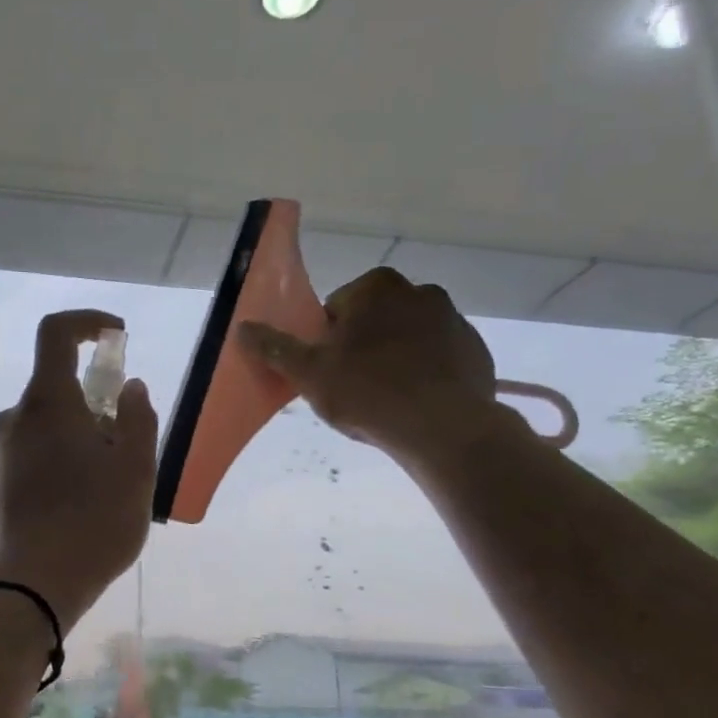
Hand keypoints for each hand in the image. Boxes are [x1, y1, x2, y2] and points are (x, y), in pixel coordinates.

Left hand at [0, 310, 156, 630]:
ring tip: (109, 485)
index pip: (56, 333)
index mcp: (47, 402)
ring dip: (81, 435)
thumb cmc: (91, 523)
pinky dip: (62, 457)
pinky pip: (34, 451)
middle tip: (127, 446)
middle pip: (58, 387)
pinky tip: (81, 503)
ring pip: (48, 424)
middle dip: (97, 402)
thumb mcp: (136, 471)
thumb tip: (129, 388)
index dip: (88, 322)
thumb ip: (138, 419)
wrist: (28, 589)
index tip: (117, 336)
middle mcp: (14, 417)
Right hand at [237, 268, 501, 466]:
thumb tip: (242, 327)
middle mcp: (419, 292)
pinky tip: (414, 404)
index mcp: (376, 288)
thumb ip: (275, 347)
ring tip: (384, 400)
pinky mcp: (475, 351)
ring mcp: (454, 320)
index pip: (336, 308)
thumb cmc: (368, 392)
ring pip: (407, 338)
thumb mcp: (308, 373)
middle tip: (352, 387)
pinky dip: (425, 374)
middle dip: (362, 346)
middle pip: (373, 320)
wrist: (444, 428)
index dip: (326, 341)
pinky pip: (438, 358)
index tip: (328, 371)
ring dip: (393, 359)